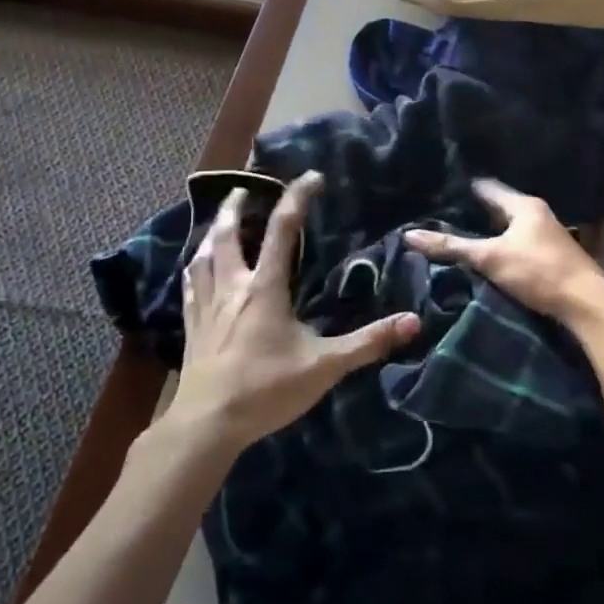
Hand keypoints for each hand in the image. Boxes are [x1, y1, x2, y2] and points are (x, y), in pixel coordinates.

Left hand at [168, 172, 420, 454]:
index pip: (282, 229)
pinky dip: (195, 266)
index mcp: (265, 287)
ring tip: (219, 220)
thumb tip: (413, 322)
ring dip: (212, 231)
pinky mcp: (191, 326)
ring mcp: (206, 305)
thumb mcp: (325, 366)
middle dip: (235, 205)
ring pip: (203, 255)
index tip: (312, 177)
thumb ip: (368, 343)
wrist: (207, 425)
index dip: (297, 198)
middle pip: (227, 233)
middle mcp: (232, 286)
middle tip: (244, 187)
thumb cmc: (266, 390)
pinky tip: (196, 268)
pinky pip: (190, 284)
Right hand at [404, 179, 603, 332]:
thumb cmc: (538, 271)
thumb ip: (452, 247)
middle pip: (499, 208)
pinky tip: (488, 259)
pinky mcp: (551, 257)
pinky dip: (502, 248)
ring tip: (459, 238)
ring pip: (510, 228)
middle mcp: (538, 214)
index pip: (487, 188)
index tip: (438, 193)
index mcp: (524, 205)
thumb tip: (409, 236)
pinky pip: (519, 244)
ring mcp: (547, 236)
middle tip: (442, 218)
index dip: (463, 189)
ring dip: (489, 233)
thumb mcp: (490, 258)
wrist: (588, 304)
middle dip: (473, 213)